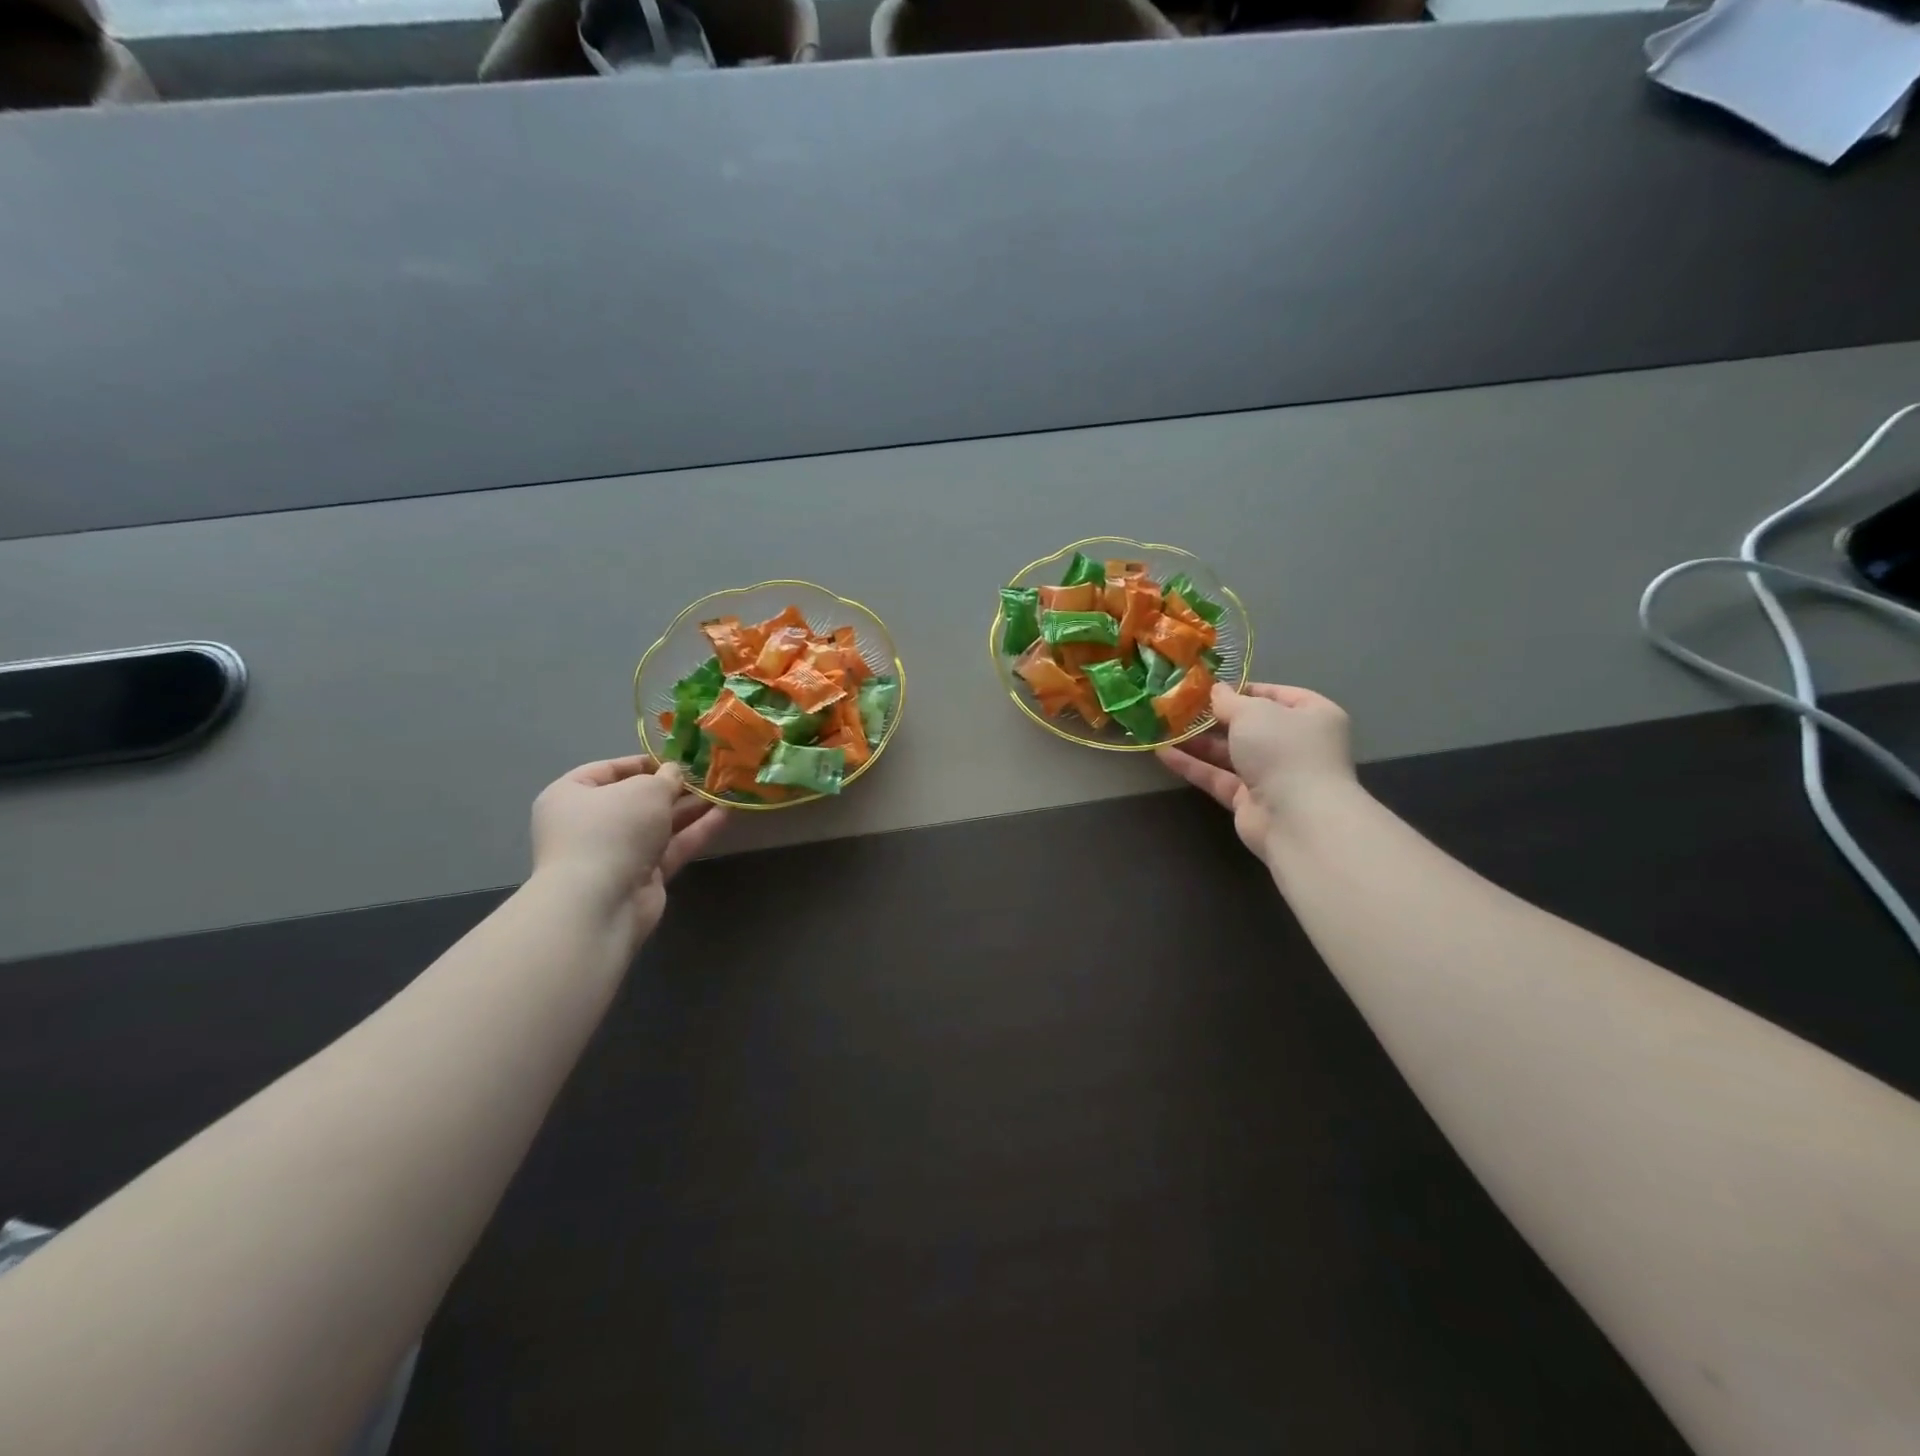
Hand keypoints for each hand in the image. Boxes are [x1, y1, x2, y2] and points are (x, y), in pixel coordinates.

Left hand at [530, 755, 727, 933]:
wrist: (601, 902)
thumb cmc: (613, 830)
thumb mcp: (645, 790)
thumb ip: (666, 778)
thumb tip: (675, 773)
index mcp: (572, 795)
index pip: (608, 770)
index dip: (645, 762)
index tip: (679, 759)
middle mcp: (590, 823)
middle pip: (638, 799)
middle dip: (675, 788)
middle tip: (709, 776)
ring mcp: (617, 852)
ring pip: (659, 824)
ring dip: (691, 808)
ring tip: (725, 791)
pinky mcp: (641, 875)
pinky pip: (671, 847)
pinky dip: (695, 831)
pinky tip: (726, 815)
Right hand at [1156, 683, 1354, 856]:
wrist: (1297, 819)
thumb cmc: (1284, 750)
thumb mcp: (1253, 712)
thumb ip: (1229, 700)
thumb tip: (1216, 691)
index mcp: (1311, 715)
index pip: (1276, 695)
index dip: (1243, 689)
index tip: (1209, 687)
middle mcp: (1294, 744)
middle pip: (1249, 725)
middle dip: (1213, 717)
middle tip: (1177, 707)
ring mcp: (1272, 775)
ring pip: (1230, 753)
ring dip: (1197, 741)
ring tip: (1162, 727)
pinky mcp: (1249, 801)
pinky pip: (1218, 777)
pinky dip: (1193, 766)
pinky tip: (1162, 753)